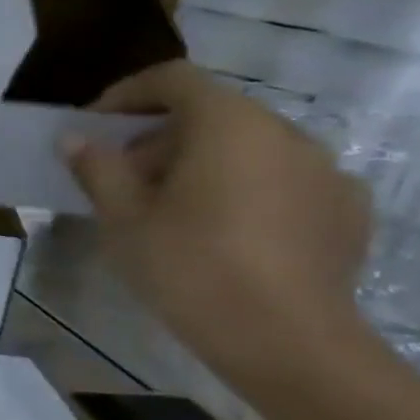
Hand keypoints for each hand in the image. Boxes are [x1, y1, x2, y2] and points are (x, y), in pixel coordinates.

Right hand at [63, 61, 374, 390]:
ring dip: (199, 161)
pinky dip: (241, 186)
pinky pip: (281, 178)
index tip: (94, 129)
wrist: (285, 339)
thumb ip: (97, 167)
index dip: (125, 95)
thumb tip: (75, 139)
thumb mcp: (122, 215)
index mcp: (230, 126)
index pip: (174, 80)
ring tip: (165, 206)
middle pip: (212, 112)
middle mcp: (286, 134)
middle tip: (119, 175)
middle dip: (158, 136)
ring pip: (247, 146)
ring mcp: (325, 172)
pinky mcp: (344, 210)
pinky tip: (218, 229)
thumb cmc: (188, 265)